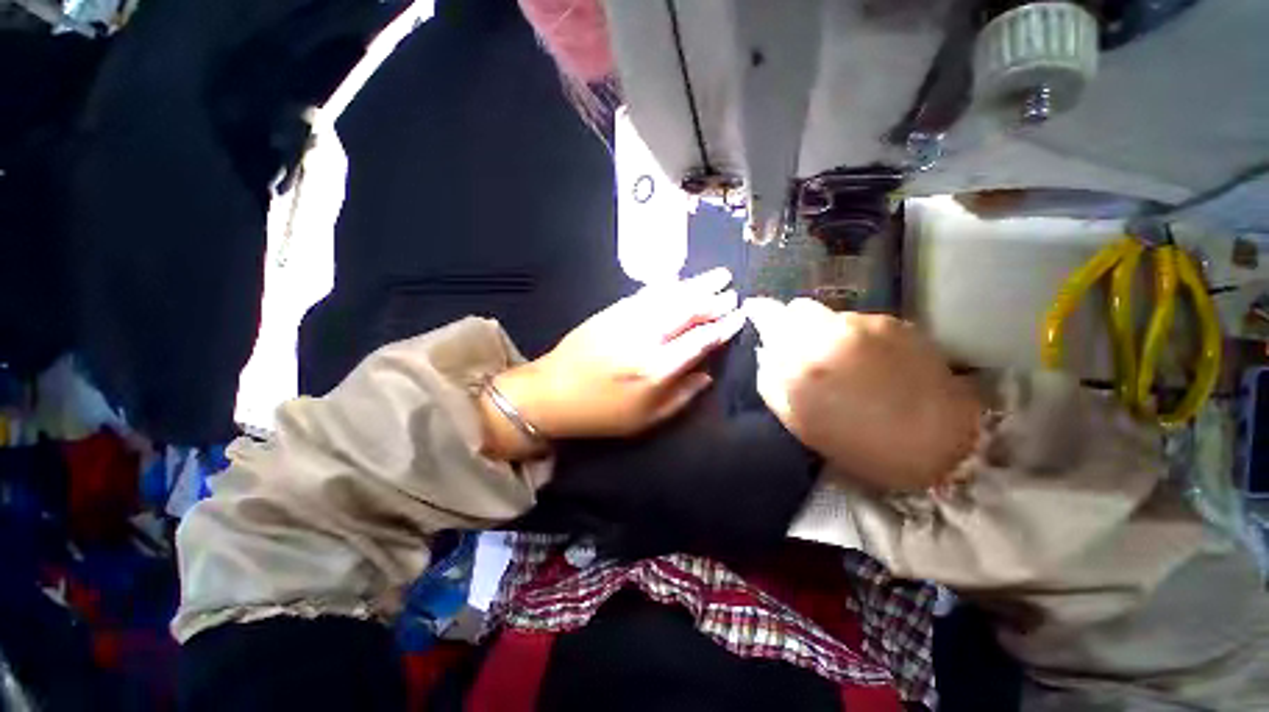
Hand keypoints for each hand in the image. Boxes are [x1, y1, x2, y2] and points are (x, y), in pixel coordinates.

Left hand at [490, 268, 745, 449]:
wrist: (551, 393)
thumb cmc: (601, 413)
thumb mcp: (646, 419)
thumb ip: (681, 396)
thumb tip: (707, 374)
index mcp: (656, 368)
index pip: (699, 340)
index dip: (722, 327)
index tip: (739, 316)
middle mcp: (645, 338)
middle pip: (686, 311)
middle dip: (713, 299)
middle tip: (732, 291)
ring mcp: (626, 320)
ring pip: (669, 296)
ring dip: (695, 284)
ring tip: (716, 275)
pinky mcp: (611, 311)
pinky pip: (646, 293)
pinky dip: (667, 286)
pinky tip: (679, 281)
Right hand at [744, 297, 981, 491]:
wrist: (940, 445)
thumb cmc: (859, 444)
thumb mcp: (799, 423)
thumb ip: (771, 383)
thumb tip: (765, 352)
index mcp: (800, 364)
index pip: (770, 317)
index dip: (760, 312)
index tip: (756, 311)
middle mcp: (829, 335)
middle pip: (798, 308)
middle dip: (794, 323)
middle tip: (803, 346)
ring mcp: (865, 325)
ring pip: (830, 314)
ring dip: (826, 331)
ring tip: (844, 360)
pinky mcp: (895, 322)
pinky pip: (859, 321)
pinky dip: (855, 336)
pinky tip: (872, 361)